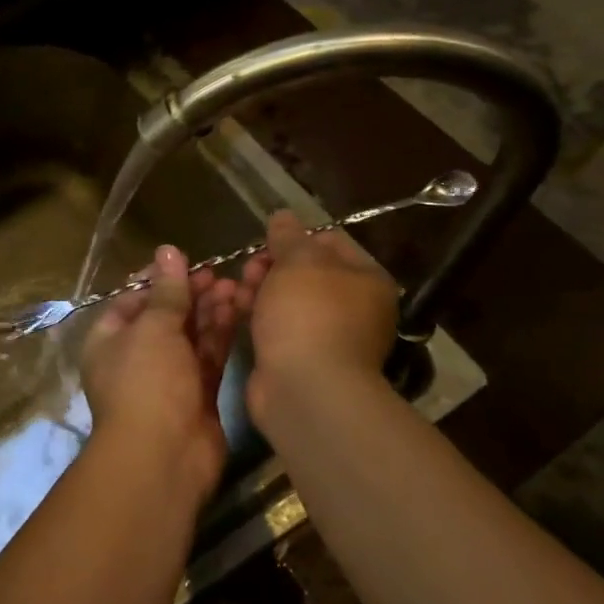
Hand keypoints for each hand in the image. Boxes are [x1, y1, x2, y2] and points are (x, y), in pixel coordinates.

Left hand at [81, 245, 247, 497]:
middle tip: (220, 274)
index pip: (133, 299)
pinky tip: (239, 311)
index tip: (187, 262)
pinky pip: (208, 356)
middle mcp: (136, 355)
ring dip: (209, 311)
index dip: (159, 280)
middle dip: (190, 294)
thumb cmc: (147, 383)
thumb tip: (168, 249)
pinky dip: (220, 335)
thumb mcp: (153, 328)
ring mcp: (167, 377)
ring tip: (236, 286)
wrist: (163, 458)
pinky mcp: (197, 395)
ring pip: (190, 335)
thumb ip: (166, 290)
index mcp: (110, 338)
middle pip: (165, 316)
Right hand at [240, 210, 398, 429]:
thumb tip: (283, 215)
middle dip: (271, 266)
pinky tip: (236, 313)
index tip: (267, 244)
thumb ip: (288, 235)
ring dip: (259, 290)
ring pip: (286, 299)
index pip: (329, 242)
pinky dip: (257, 317)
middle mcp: (354, 307)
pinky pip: (276, 326)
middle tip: (250, 271)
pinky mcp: (301, 358)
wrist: (305, 388)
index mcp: (366, 279)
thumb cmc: (308, 314)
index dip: (295, 238)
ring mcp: (328, 336)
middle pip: (304, 272)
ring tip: (238, 293)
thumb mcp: (298, 260)